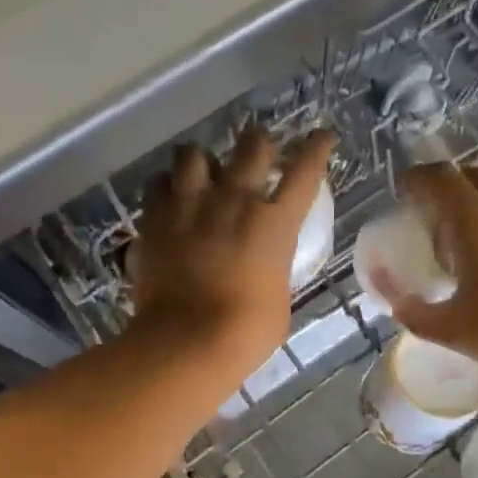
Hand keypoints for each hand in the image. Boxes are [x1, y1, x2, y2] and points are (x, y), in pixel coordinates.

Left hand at [129, 127, 335, 384]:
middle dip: (258, 143)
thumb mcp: (278, 297)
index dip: (316, 147)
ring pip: (194, 153)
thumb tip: (264, 266)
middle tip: (256, 152)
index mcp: (276, 222)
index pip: (305, 170)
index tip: (321, 135)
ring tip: (201, 172)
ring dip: (202, 160)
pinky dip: (166, 185)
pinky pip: (157, 183)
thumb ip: (273, 269)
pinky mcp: (156, 219)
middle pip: (251, 145)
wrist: (187, 341)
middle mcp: (236, 200)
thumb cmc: (247, 332)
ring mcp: (191, 205)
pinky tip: (168, 196)